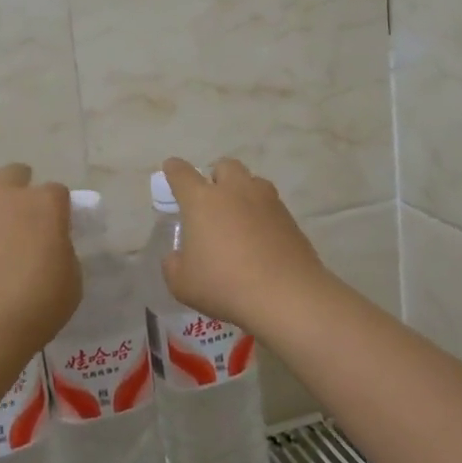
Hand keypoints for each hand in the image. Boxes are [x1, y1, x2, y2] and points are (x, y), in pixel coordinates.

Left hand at [0, 161, 80, 362]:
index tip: (52, 231)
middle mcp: (7, 192)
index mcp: (46, 205)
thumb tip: (50, 244)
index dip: (56, 210)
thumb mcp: (71, 284)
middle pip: (17, 173)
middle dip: (21, 191)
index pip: (57, 191)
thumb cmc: (32, 311)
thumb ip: (63, 252)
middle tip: (17, 221)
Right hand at [159, 157, 335, 332]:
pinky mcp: (290, 217)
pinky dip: (262, 213)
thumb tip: (177, 257)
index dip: (174, 169)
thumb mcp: (183, 284)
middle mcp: (234, 191)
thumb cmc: (225, 285)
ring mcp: (267, 201)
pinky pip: (271, 204)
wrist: (286, 295)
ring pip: (252, 181)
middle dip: (215, 177)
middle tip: (211, 200)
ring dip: (242, 191)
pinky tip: (260, 237)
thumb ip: (173, 265)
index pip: (182, 173)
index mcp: (202, 200)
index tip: (171, 169)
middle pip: (224, 166)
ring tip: (239, 217)